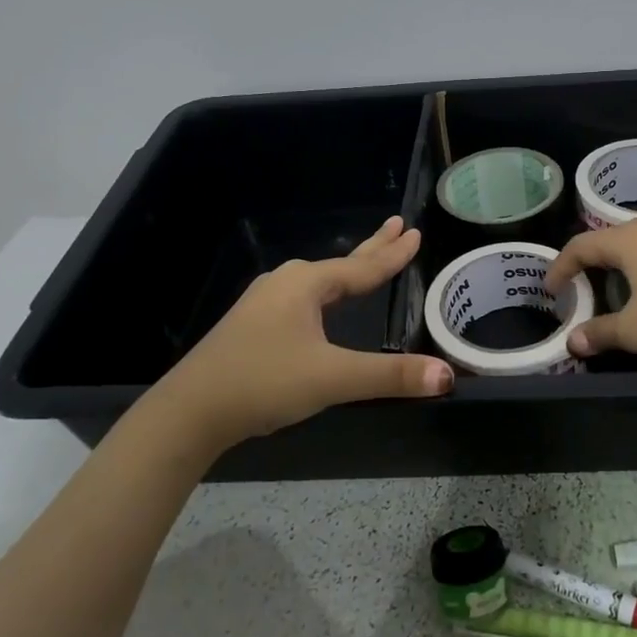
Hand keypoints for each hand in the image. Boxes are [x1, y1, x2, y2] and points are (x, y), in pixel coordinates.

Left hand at [150, 217, 452, 452]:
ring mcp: (265, 303)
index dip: (393, 254)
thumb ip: (390, 376)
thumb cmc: (264, 381)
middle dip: (372, 248)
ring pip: (319, 282)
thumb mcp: (332, 378)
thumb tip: (446, 376)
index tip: (415, 232)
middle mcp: (286, 283)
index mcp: (306, 284)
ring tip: (367, 264)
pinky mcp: (253, 324)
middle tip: (397, 225)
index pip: (362, 267)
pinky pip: (303, 299)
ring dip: (347, 272)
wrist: (190, 411)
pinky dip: (326, 294)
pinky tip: (322, 306)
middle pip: (341, 264)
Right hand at [545, 182, 636, 361]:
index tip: (551, 290)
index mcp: (626, 243)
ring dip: (635, 238)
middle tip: (586, 280)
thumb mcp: (634, 331)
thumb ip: (600, 333)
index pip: (581, 248)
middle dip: (595, 256)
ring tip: (625, 250)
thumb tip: (573, 342)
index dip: (561, 267)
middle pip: (614, 236)